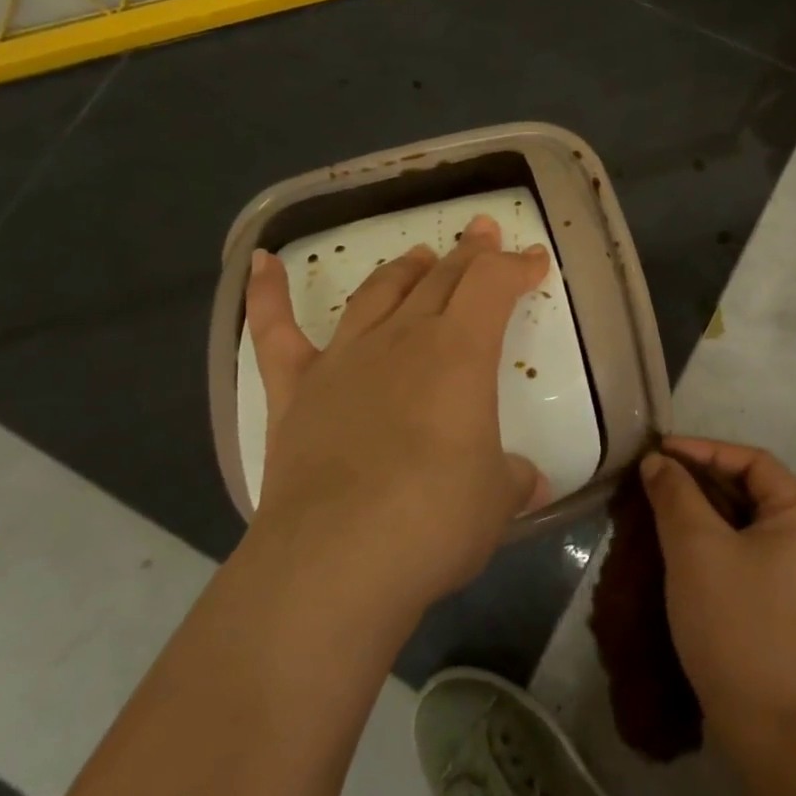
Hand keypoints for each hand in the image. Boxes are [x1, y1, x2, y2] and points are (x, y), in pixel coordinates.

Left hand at [241, 215, 550, 622]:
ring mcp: (343, 360)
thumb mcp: (497, 500)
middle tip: (482, 234)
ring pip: (377, 294)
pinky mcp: (295, 390)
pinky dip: (267, 294)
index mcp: (460, 354)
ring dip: (402, 269)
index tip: (534, 261)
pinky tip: (261, 262)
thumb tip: (529, 482)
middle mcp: (402, 340)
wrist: (336, 561)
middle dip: (469, 254)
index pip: (494, 286)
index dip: (517, 267)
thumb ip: (512, 479)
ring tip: (418, 255)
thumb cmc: (434, 521)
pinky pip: (275, 331)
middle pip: (441, 279)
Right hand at [642, 438, 795, 755]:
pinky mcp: (780, 603)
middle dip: (700, 479)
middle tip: (653, 478)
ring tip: (657, 504)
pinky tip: (676, 544)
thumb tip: (657, 462)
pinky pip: (743, 552)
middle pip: (750, 490)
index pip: (753, 461)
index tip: (659, 453)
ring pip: (743, 523)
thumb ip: (675, 494)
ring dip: (702, 509)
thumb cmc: (734, 622)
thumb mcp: (696, 547)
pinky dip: (710, 539)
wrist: (765, 727)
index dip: (704, 450)